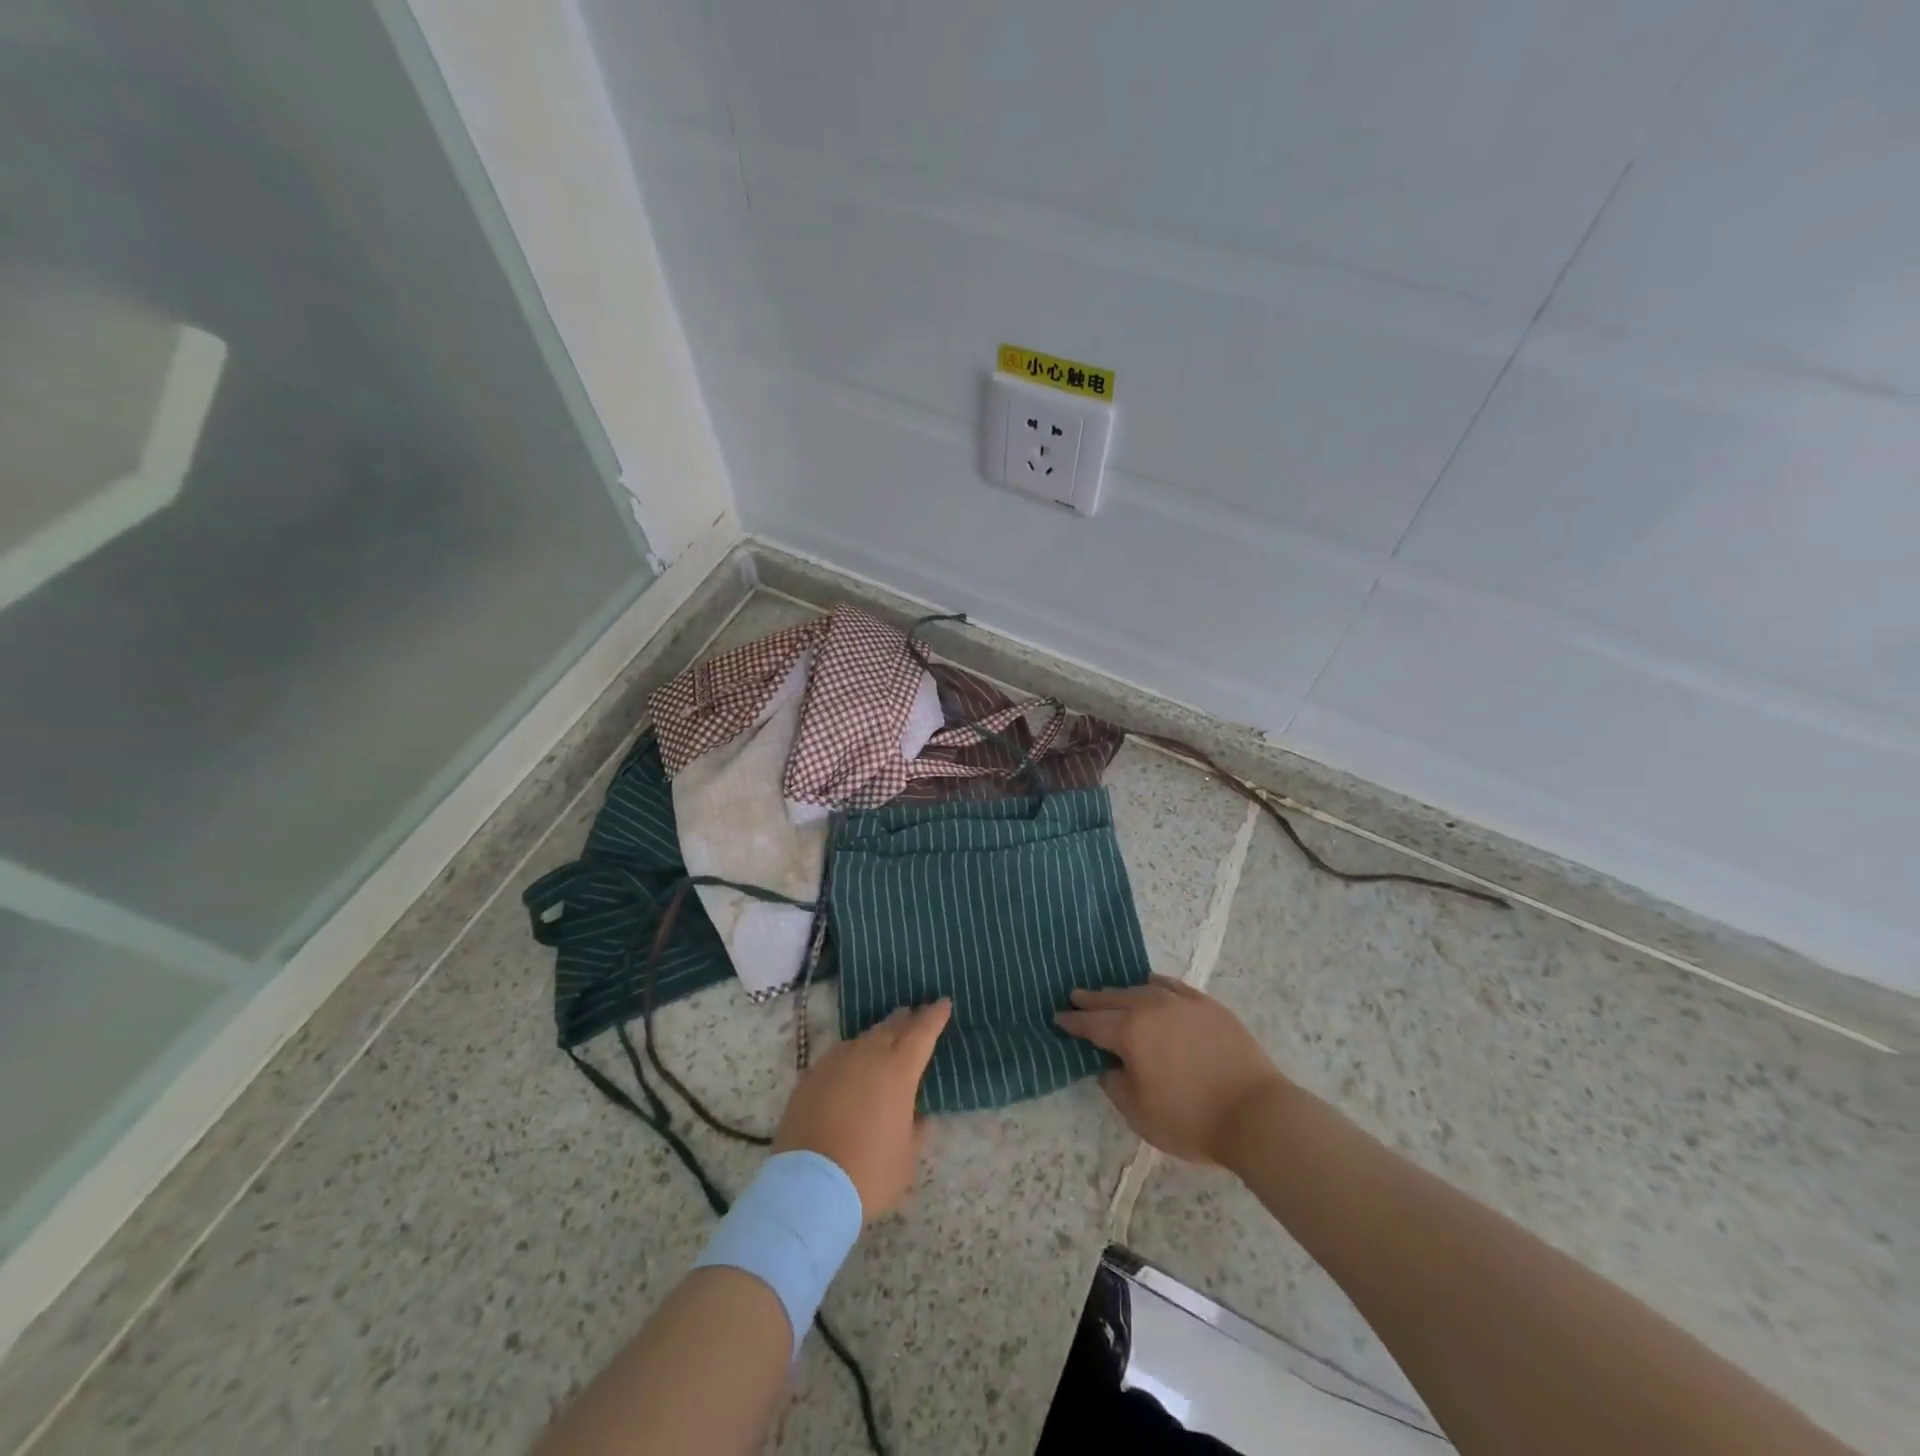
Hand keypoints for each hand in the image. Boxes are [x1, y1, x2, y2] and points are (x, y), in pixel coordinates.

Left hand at [773, 999, 950, 1219]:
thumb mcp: (907, 1157)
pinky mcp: (810, 1076)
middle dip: (906, 1020)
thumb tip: (919, 1116)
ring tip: (886, 1037)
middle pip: (891, 1027)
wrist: (807, 1187)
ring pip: (863, 1038)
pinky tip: (853, 1065)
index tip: (943, 1002)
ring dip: (879, 1035)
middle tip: (915, 1014)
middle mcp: (867, 1055)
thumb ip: (917, 1129)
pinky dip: (852, 1055)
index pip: (922, 1032)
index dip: (934, 1016)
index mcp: (898, 1070)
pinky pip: (839, 1055)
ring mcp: (835, 1062)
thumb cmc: (869, 1172)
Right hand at [1056, 975, 1290, 1165]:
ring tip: (1111, 994)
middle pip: (1114, 999)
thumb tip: (1109, 1064)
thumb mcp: (1139, 1113)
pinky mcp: (1208, 1005)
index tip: (1058, 1017)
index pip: (1092, 1023)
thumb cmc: (1191, 1119)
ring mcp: (1182, 1003)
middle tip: (1076, 996)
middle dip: (1092, 1000)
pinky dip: (1156, 986)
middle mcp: (1151, 1008)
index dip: (1073, 1022)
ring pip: (1142, 989)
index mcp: (1130, 1033)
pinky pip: (1173, 986)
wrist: (1255, 1114)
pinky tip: (1152, 987)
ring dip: (1122, 992)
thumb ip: (1115, 1084)